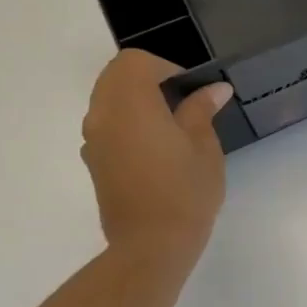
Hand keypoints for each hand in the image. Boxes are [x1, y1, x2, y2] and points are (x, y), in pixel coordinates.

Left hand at [81, 50, 232, 264]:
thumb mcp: (204, 146)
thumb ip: (201, 111)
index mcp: (130, 105)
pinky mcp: (94, 161)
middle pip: (115, 76)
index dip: (166, 67)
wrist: (152, 243)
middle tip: (184, 103)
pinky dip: (128, 123)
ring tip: (173, 126)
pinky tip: (157, 149)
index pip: (135, 62)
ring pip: (107, 99)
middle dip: (149, 79)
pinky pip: (107, 125)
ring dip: (136, 100)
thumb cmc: (185, 191)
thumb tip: (213, 89)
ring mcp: (93, 140)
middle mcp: (102, 115)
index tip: (193, 90)